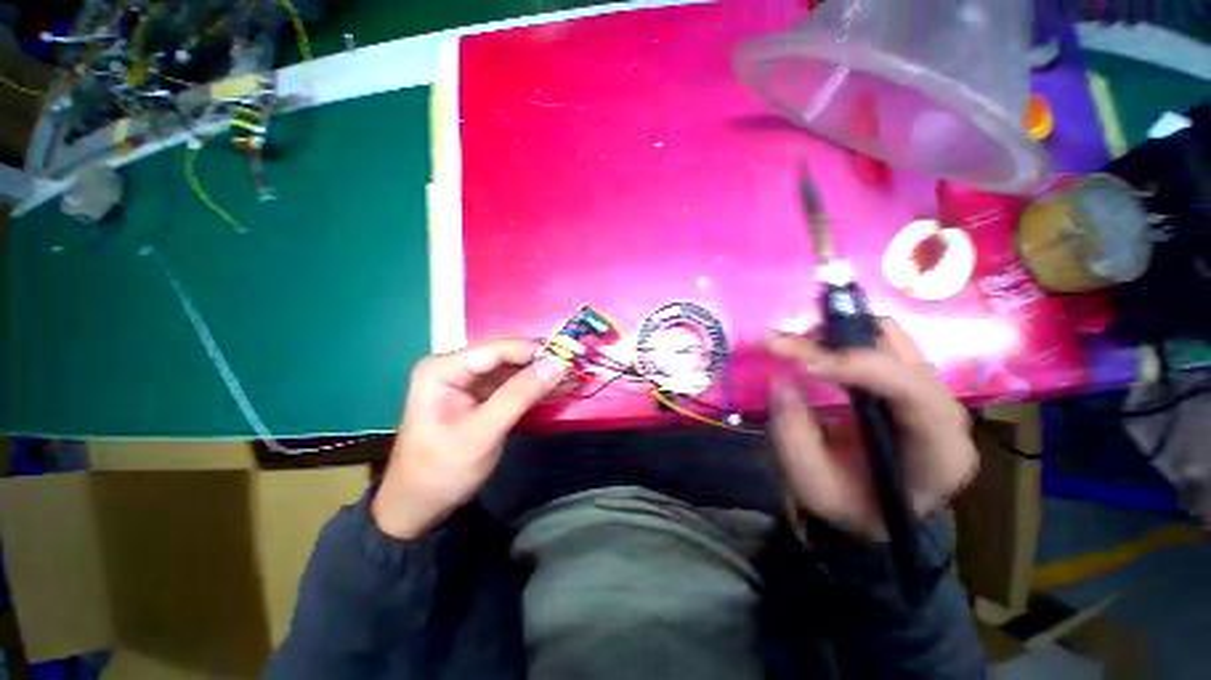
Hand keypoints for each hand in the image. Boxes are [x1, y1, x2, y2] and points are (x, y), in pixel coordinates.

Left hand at [372, 338, 567, 538]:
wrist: (418, 506)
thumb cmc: (443, 470)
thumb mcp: (483, 433)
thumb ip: (519, 395)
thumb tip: (557, 364)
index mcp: (444, 368)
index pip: (497, 348)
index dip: (534, 350)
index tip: (568, 358)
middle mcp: (454, 366)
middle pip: (505, 354)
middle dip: (539, 361)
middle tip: (573, 368)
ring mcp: (466, 380)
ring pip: (511, 367)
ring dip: (540, 374)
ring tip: (571, 378)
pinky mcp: (477, 394)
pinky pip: (510, 382)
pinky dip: (532, 387)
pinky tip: (555, 389)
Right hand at [766, 321, 977, 541]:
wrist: (877, 512)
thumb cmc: (852, 506)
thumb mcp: (815, 487)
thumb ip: (794, 438)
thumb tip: (781, 380)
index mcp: (939, 451)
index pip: (915, 393)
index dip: (861, 367)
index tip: (804, 362)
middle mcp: (945, 412)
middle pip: (902, 353)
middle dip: (839, 341)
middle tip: (785, 346)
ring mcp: (928, 391)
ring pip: (889, 338)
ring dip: (837, 334)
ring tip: (795, 347)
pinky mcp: (906, 381)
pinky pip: (878, 343)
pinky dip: (841, 338)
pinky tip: (813, 351)